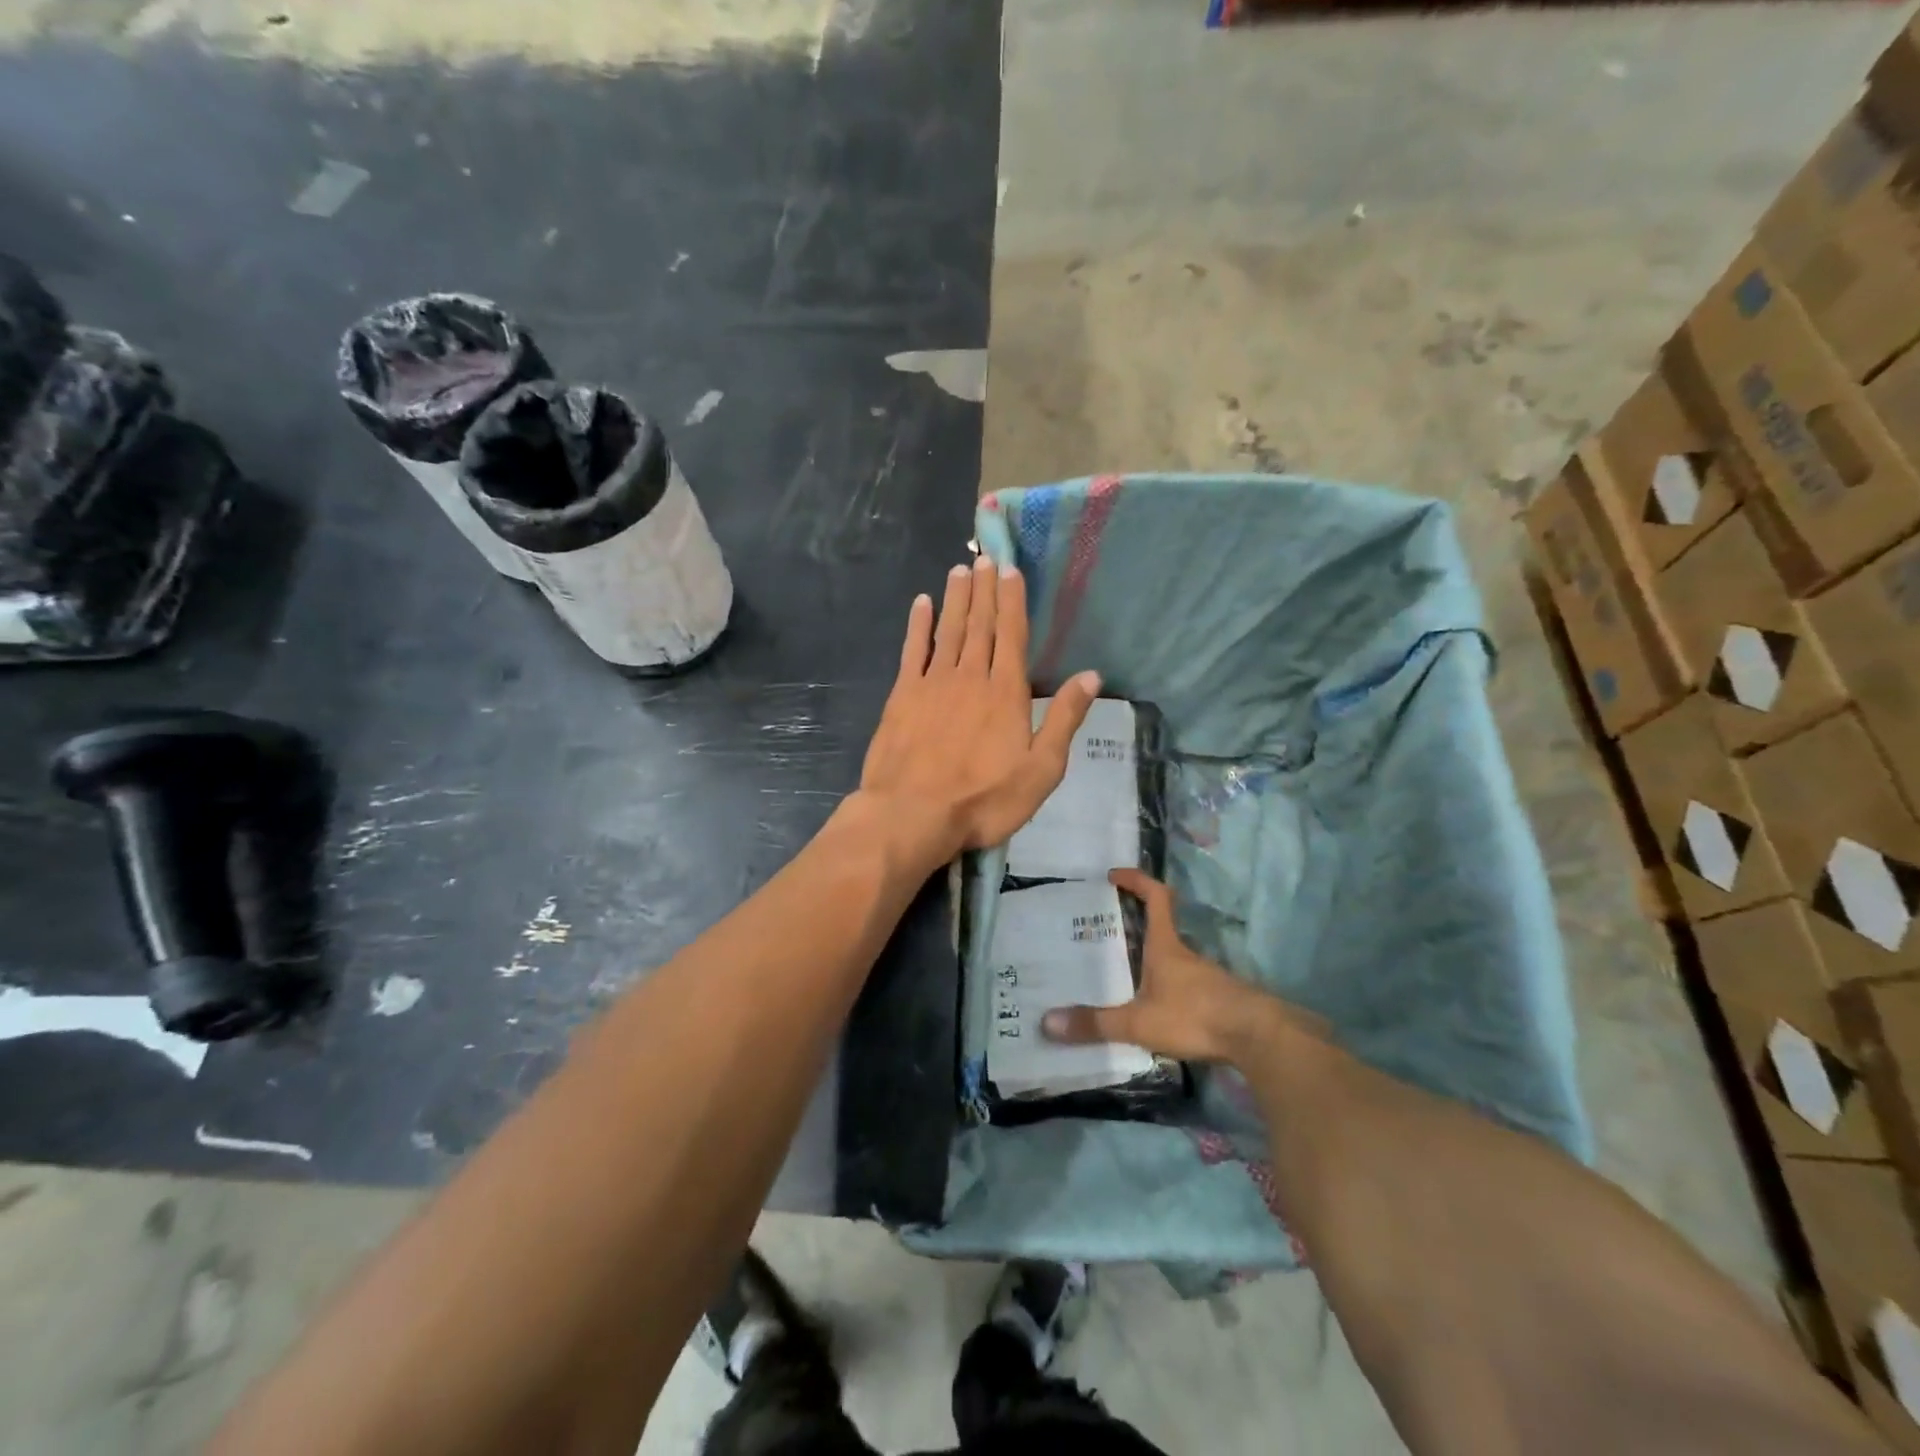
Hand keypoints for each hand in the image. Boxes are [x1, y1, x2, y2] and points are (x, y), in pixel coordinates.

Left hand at [859, 557, 1099, 860]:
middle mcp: (970, 676)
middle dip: (984, 589)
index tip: (1011, 570)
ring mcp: (932, 683)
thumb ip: (1064, 719)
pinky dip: (917, 625)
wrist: (913, 814)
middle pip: (979, 625)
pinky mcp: (902, 696)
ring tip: (960, 569)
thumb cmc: (984, 799)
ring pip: (948, 630)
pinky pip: (912, 651)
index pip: (1011, 635)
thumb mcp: (1041, 770)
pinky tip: (921, 604)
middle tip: (985, 557)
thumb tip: (1091, 676)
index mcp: (1006, 692)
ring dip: (956, 598)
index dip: (1012, 600)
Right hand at [1042, 869, 1311, 1064]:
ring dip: (1151, 960)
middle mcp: (1186, 955)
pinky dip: (1168, 988)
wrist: (1260, 1038)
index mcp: (1166, 946)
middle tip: (1104, 932)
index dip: (1136, 880)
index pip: (1155, 897)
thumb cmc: (1195, 1016)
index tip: (1114, 874)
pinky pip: (1186, 986)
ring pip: (1174, 959)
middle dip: (1135, 924)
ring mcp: (1207, 977)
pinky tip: (1155, 1010)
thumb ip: (1096, 1024)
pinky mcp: (1220, 1001)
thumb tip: (1047, 1022)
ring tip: (1122, 976)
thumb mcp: (1139, 1023)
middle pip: (1162, 927)